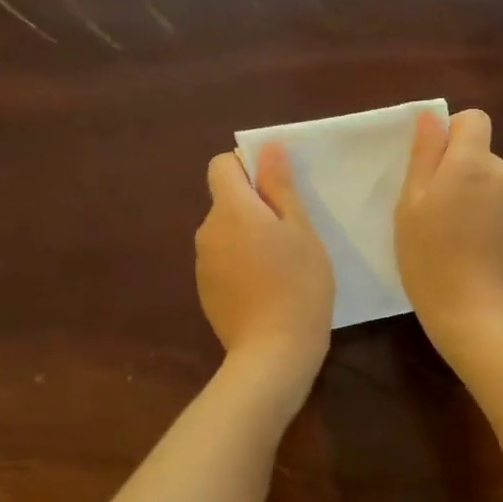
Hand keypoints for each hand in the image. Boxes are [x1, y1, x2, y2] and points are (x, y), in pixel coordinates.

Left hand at [196, 144, 334, 376]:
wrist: (272, 353)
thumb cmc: (297, 284)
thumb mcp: (300, 229)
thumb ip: (280, 186)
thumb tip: (267, 148)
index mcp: (229, 209)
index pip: (221, 165)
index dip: (247, 168)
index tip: (276, 190)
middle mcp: (207, 231)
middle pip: (225, 200)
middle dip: (254, 206)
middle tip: (291, 232)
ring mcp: (202, 264)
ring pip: (226, 232)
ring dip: (248, 236)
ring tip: (282, 264)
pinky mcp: (206, 291)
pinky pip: (223, 261)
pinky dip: (241, 264)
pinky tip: (266, 288)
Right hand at [396, 109, 502, 351]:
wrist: (475, 314)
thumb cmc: (429, 256)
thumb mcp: (410, 204)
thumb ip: (424, 156)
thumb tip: (431, 118)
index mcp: (472, 163)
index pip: (474, 120)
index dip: (452, 134)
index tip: (433, 166)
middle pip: (482, 156)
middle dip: (461, 172)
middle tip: (436, 213)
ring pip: (495, 186)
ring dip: (479, 199)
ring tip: (459, 239)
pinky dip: (495, 223)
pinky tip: (480, 254)